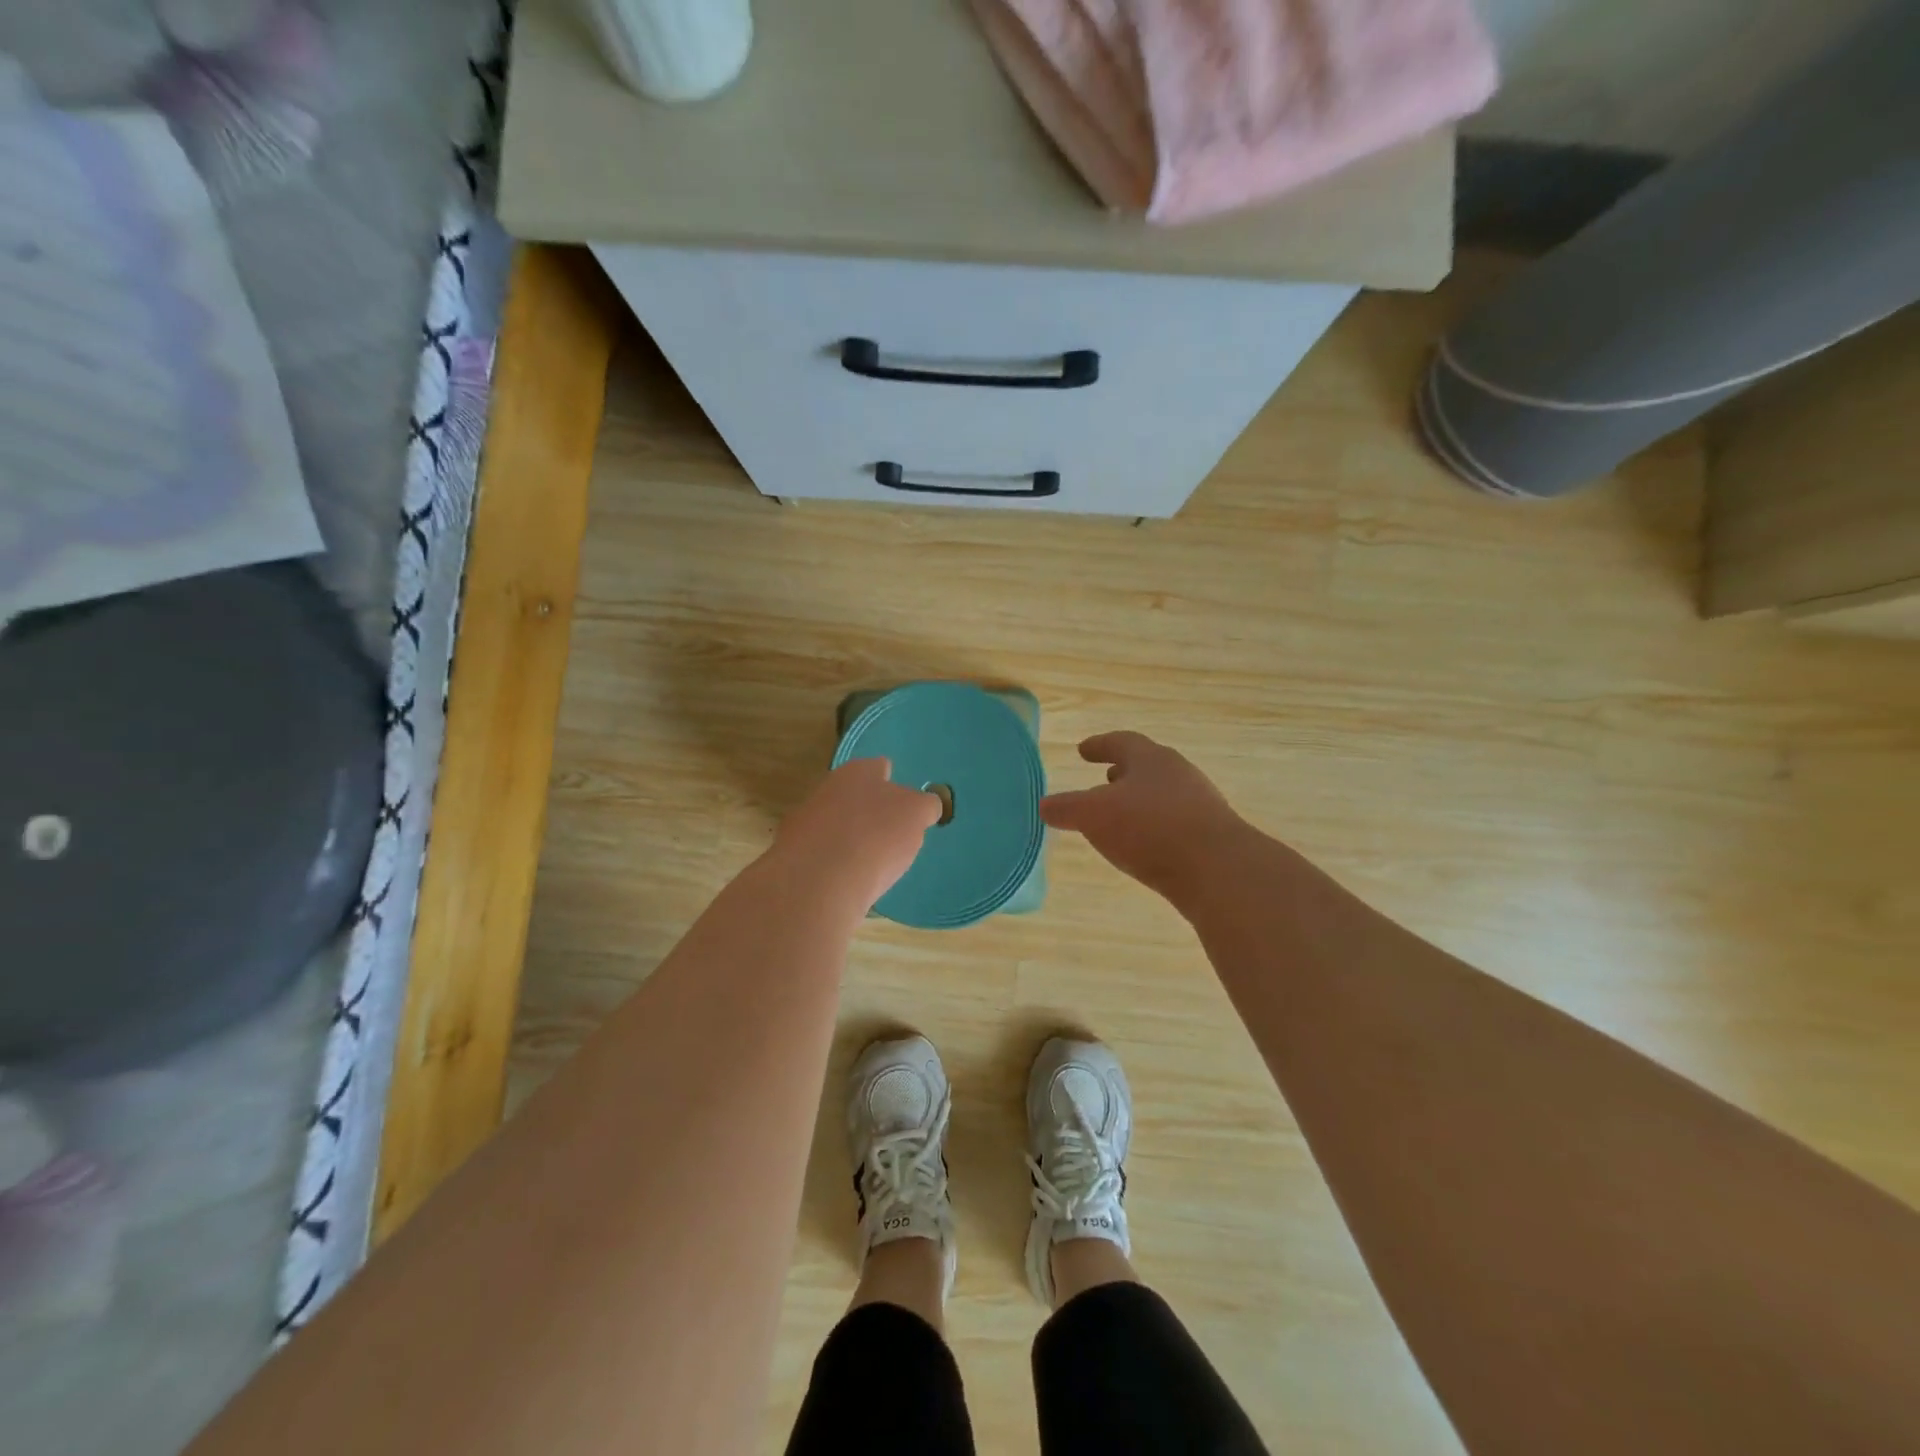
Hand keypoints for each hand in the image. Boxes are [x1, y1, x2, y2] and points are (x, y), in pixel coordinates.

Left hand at [773, 758, 941, 912]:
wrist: (819, 880)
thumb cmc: (877, 837)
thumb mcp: (917, 816)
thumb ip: (924, 806)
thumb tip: (924, 806)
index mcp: (859, 771)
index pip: (880, 768)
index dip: (893, 784)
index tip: (904, 804)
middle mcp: (827, 787)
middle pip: (854, 795)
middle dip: (869, 811)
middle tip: (889, 835)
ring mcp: (804, 818)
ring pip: (834, 822)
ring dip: (848, 836)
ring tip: (869, 862)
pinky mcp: (791, 851)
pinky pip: (820, 852)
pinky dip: (832, 862)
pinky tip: (845, 880)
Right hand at [1041, 732, 1246, 901]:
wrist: (1218, 869)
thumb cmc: (1149, 828)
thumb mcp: (1094, 815)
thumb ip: (1067, 808)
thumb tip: (1045, 805)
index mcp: (1150, 759)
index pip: (1121, 742)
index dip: (1099, 745)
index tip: (1083, 750)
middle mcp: (1178, 774)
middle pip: (1147, 766)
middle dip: (1123, 772)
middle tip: (1104, 779)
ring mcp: (1200, 804)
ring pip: (1163, 794)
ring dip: (1140, 800)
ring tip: (1121, 816)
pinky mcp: (1211, 835)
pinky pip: (1175, 822)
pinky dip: (1155, 826)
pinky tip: (1145, 845)